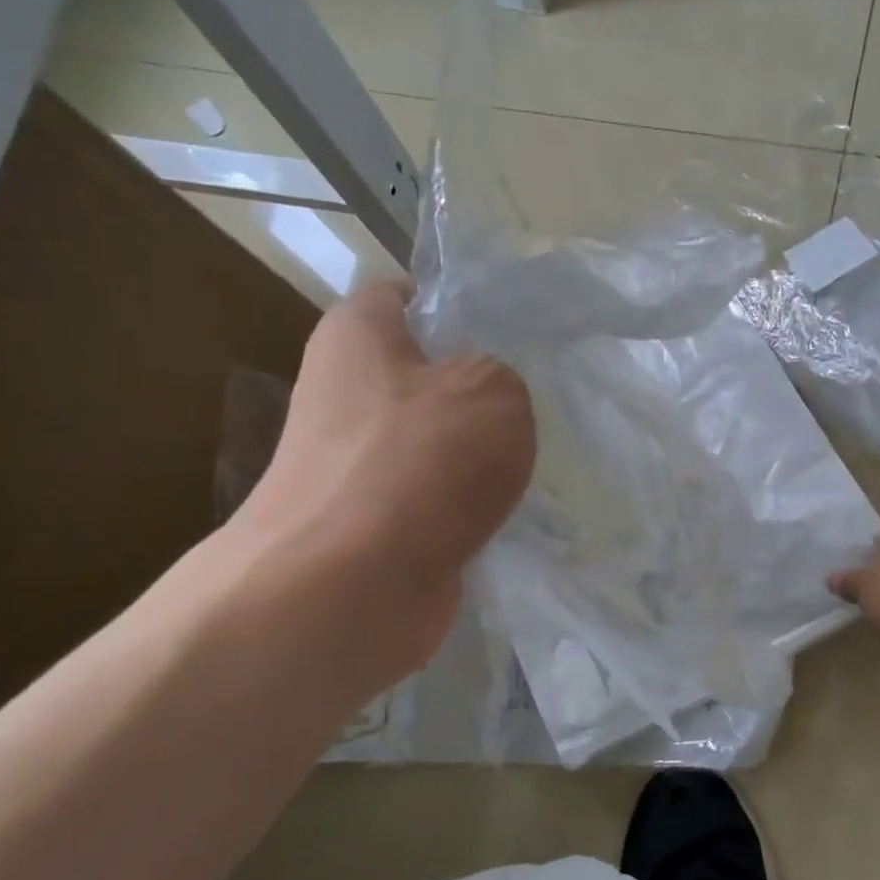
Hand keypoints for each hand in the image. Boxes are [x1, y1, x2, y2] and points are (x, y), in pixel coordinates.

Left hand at [225, 280, 535, 686]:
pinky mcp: (370, 521)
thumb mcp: (493, 391)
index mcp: (357, 334)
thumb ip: (502, 377)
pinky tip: (508, 513)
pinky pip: (432, 497)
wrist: (349, 585)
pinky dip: (465, 506)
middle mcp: (343, 391)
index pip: (407, 295)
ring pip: (433, 442)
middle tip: (536, 402)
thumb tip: (486, 402)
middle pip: (425, 374)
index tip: (513, 333)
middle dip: (480, 390)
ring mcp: (353, 463)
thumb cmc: (419, 461)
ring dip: (477, 456)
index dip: (459, 304)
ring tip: (532, 460)